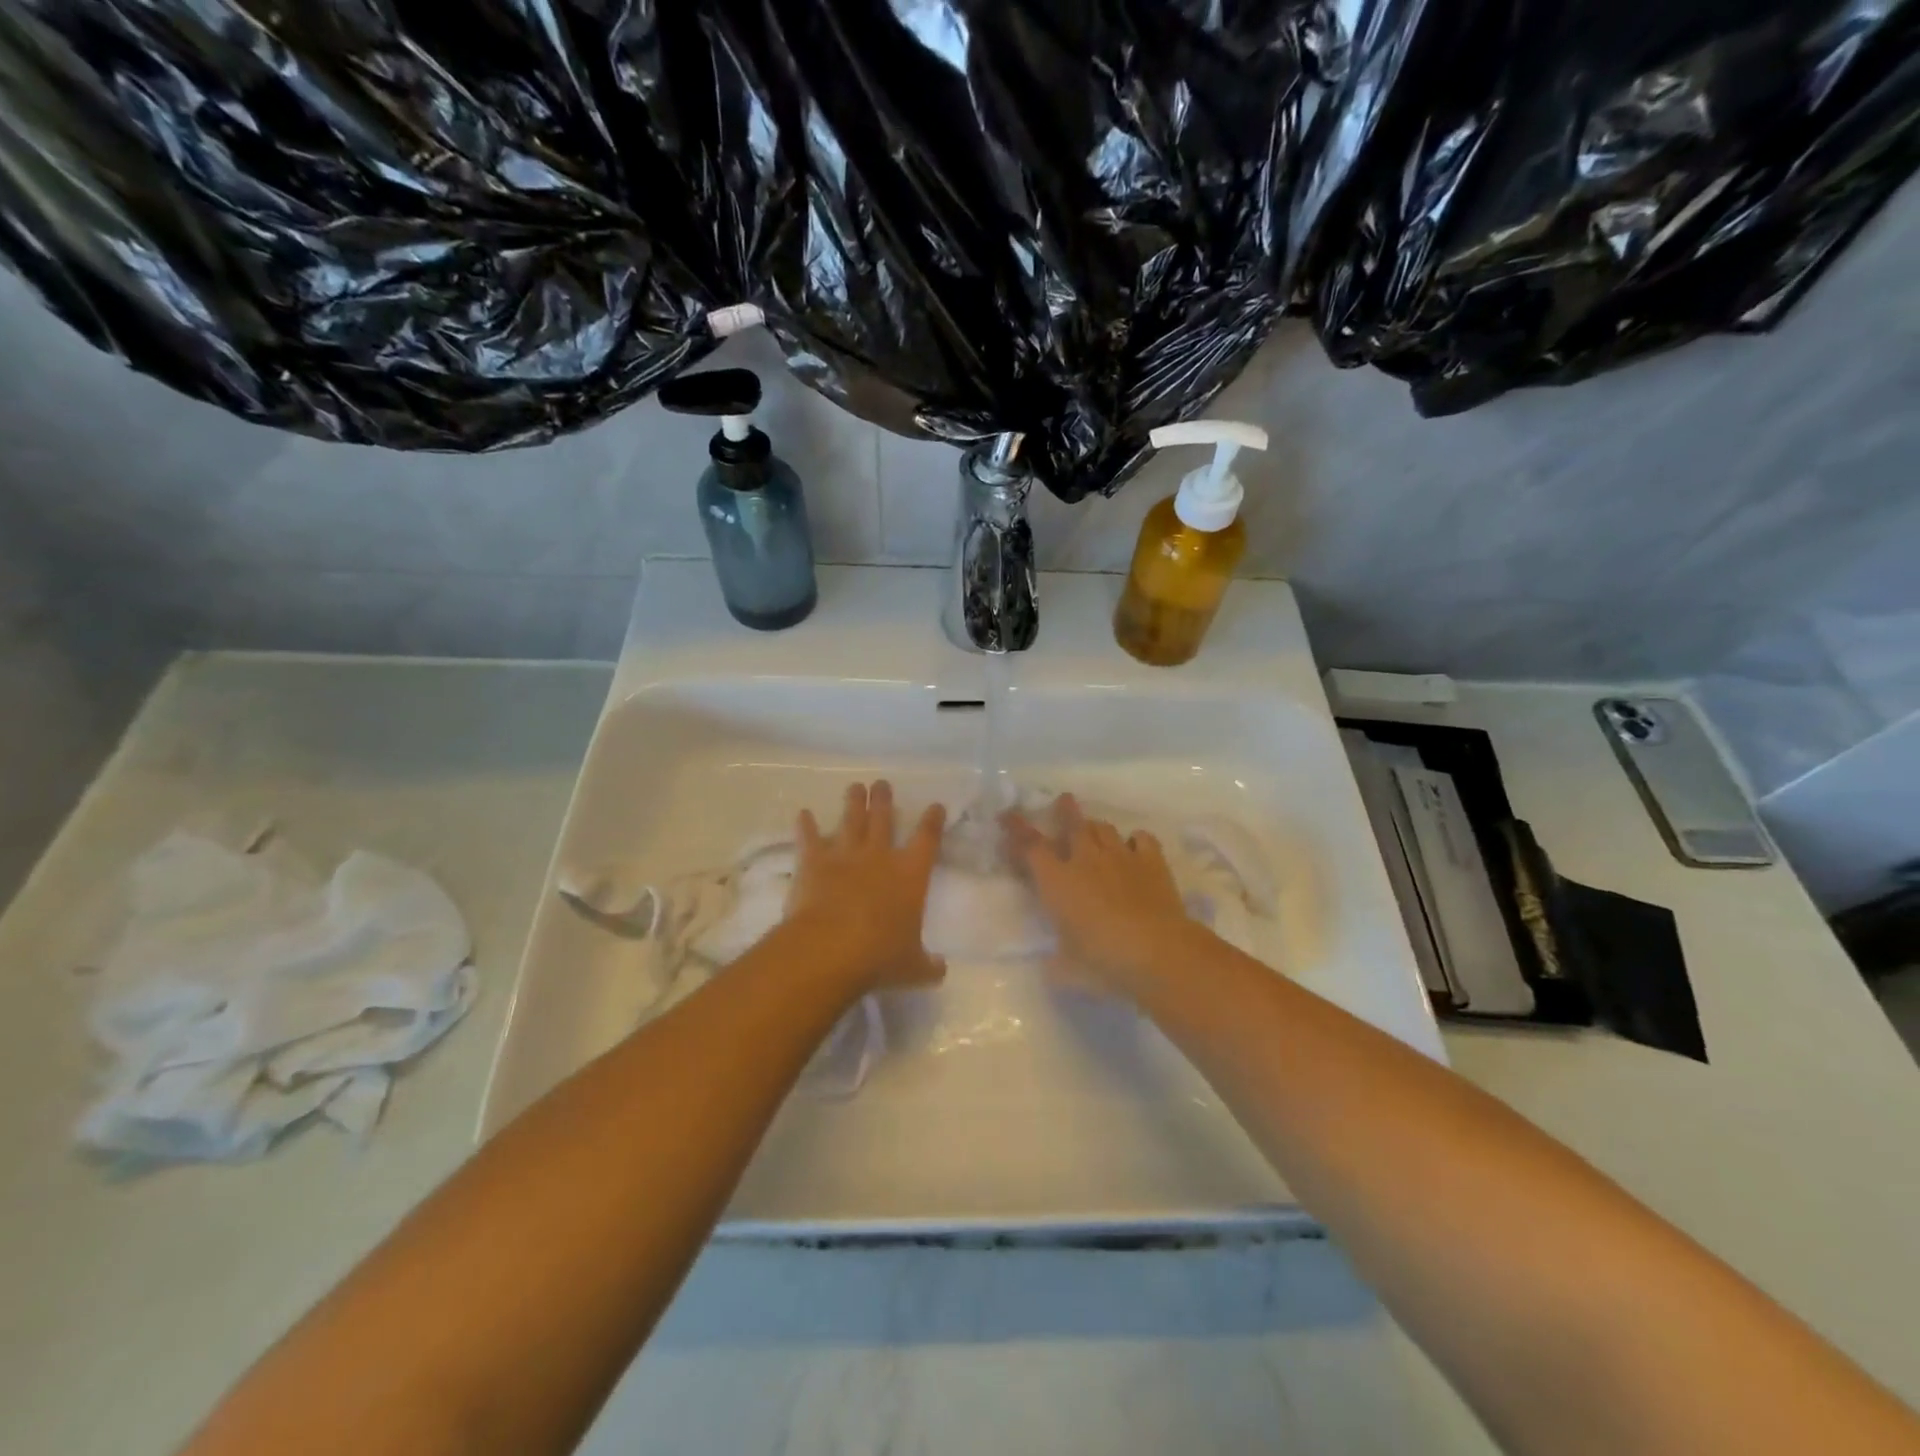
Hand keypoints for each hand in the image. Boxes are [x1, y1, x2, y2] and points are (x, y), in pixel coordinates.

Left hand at [786, 781, 946, 991]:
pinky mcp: (813, 862)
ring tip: (855, 787)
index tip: (935, 806)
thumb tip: (940, 970)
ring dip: (853, 802)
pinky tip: (802, 813)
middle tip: (882, 784)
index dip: (932, 820)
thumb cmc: (880, 956)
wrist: (830, 949)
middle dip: (884, 800)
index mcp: (910, 874)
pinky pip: (809, 838)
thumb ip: (928, 965)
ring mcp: (845, 855)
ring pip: (851, 820)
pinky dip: (805, 825)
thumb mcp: (913, 968)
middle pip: (883, 818)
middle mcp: (879, 856)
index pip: (927, 838)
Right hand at [1003, 793, 1201, 995]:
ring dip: (1096, 827)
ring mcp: (1121, 856)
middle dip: (1065, 810)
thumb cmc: (1103, 961)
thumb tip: (1051, 966)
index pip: (1030, 847)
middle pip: (1072, 824)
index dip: (1016, 830)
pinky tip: (1135, 846)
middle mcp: (1086, 860)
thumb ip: (1056, 963)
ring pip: (1104, 828)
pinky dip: (1136, 840)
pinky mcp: (1152, 862)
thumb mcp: (1067, 969)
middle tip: (1063, 800)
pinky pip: (1142, 839)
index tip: (1007, 816)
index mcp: (1057, 881)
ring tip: (1095, 830)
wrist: (1157, 951)